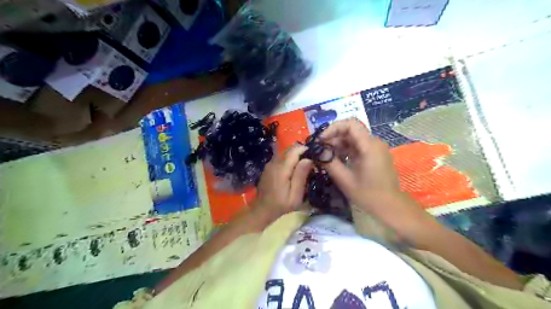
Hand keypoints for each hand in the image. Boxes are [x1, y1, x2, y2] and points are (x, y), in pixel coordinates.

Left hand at [255, 145, 314, 216]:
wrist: (262, 209)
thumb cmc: (281, 205)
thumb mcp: (295, 195)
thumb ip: (301, 176)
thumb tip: (308, 159)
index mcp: (281, 169)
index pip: (294, 150)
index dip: (305, 150)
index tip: (314, 155)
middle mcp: (274, 163)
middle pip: (289, 150)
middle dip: (301, 152)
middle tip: (311, 161)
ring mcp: (270, 164)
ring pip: (285, 153)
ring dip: (295, 156)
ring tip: (304, 166)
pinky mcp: (268, 167)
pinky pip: (281, 158)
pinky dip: (289, 160)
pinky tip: (293, 170)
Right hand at [319, 120, 400, 208]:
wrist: (390, 207)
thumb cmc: (368, 194)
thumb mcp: (344, 179)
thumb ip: (329, 162)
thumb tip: (317, 150)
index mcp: (369, 146)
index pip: (350, 124)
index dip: (333, 128)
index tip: (321, 140)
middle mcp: (374, 143)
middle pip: (350, 131)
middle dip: (333, 138)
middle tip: (320, 150)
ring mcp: (376, 149)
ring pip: (353, 139)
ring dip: (338, 145)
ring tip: (326, 157)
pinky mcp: (375, 155)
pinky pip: (358, 147)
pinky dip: (345, 151)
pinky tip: (337, 161)